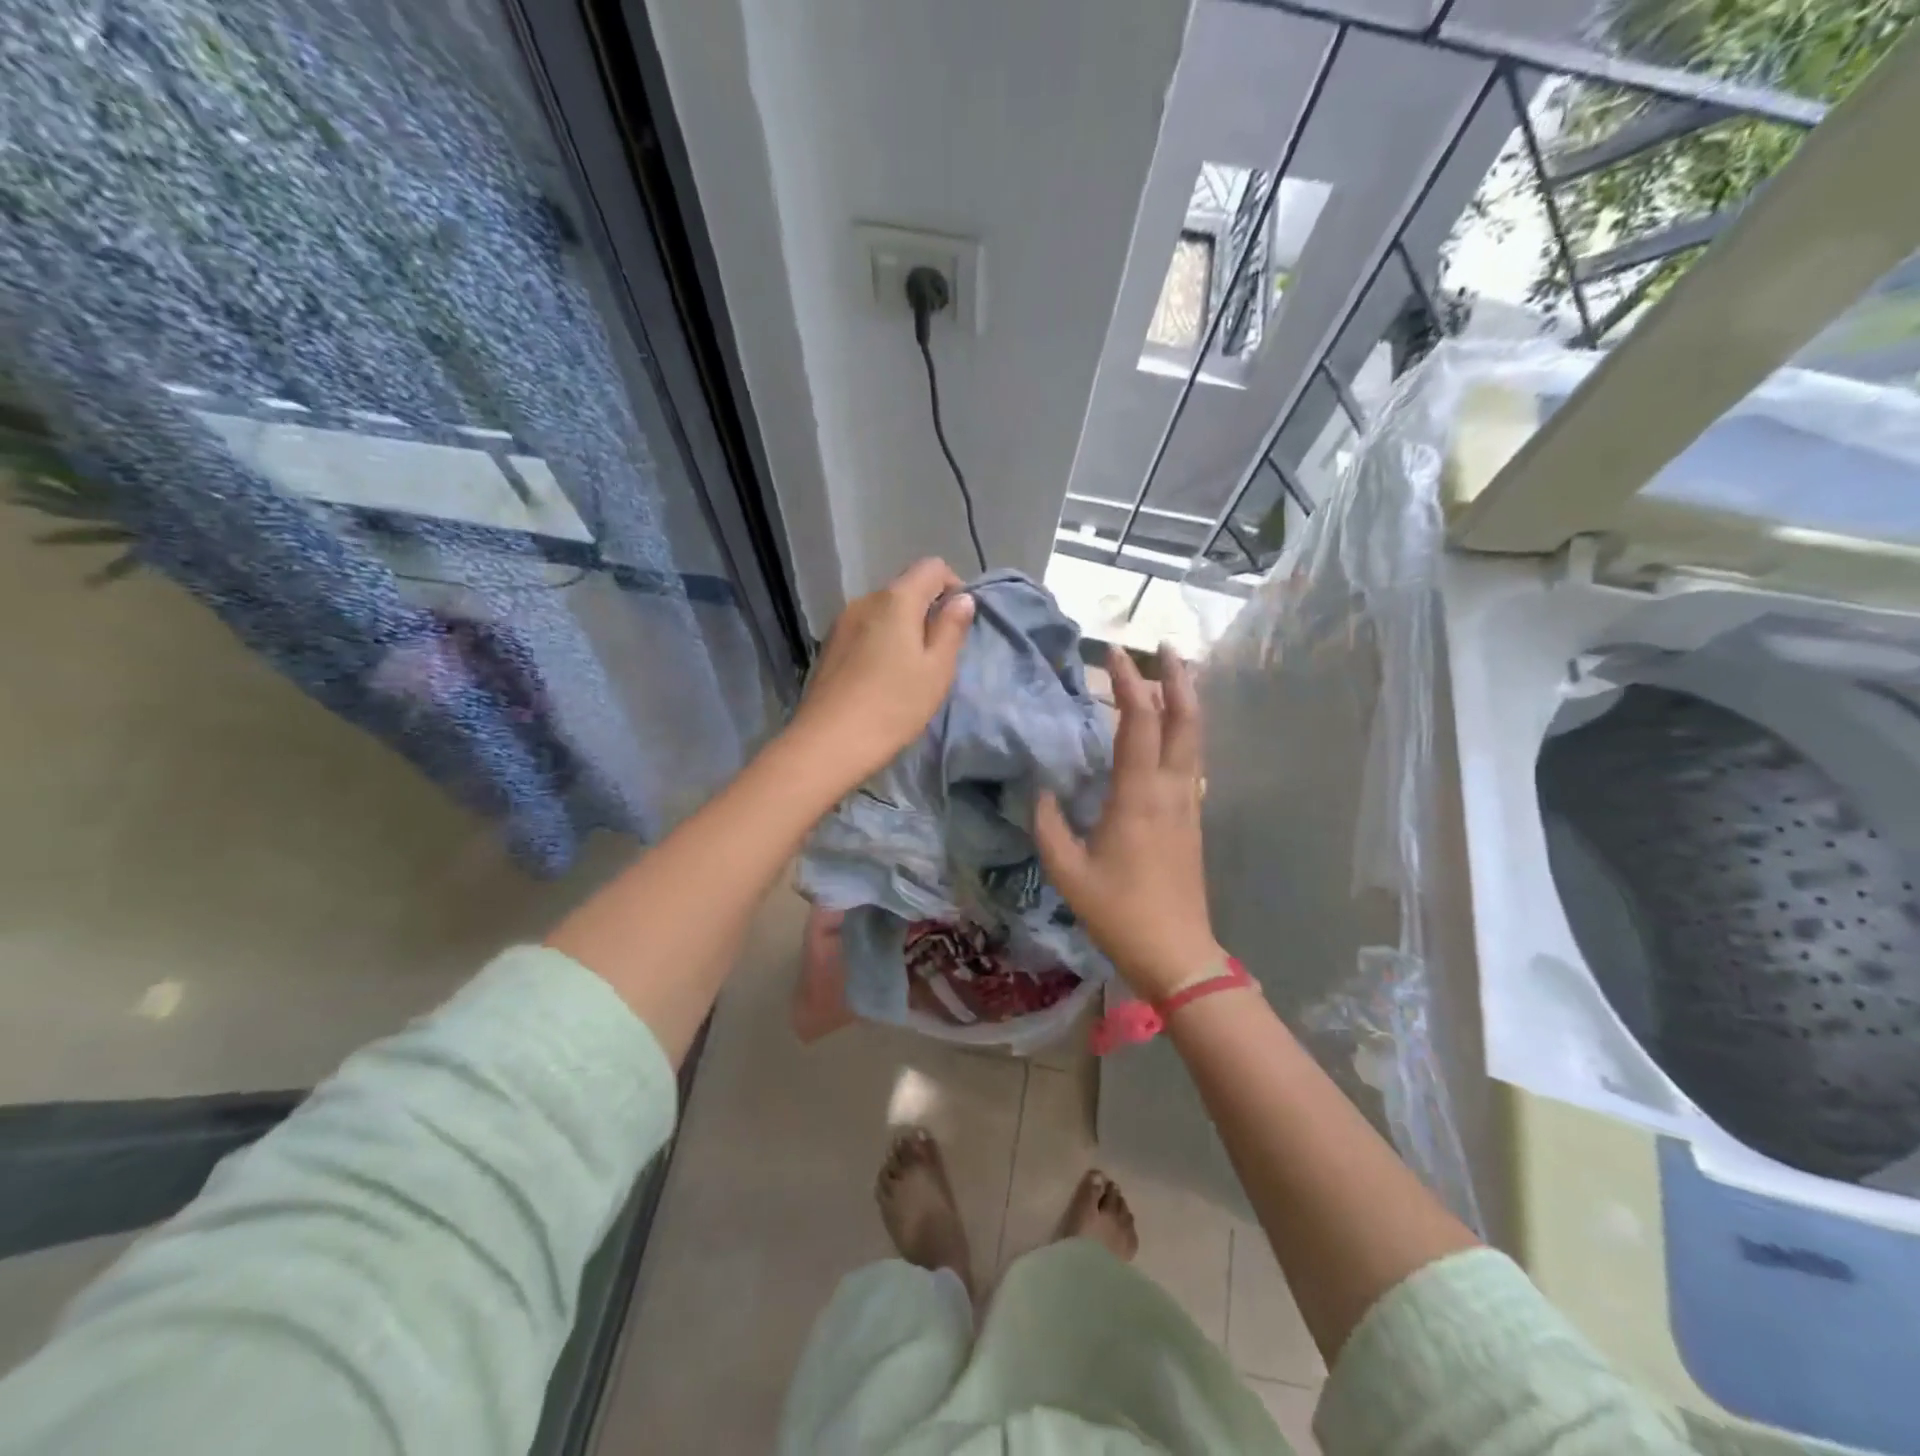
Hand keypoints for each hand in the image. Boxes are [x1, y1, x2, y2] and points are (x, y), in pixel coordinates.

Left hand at [785, 557, 975, 792]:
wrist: (827, 743)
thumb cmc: (893, 706)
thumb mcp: (936, 670)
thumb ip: (951, 628)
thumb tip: (962, 598)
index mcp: (896, 600)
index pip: (931, 567)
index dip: (952, 585)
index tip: (959, 622)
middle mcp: (865, 600)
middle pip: (904, 589)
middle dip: (927, 612)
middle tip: (938, 655)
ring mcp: (841, 623)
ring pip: (883, 613)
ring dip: (902, 630)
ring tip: (909, 671)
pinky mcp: (828, 647)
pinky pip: (864, 631)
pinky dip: (880, 643)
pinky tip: (881, 679)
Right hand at [1034, 643, 1220, 1000]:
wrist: (1177, 952)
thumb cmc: (1119, 912)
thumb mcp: (1068, 871)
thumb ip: (1048, 825)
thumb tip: (1040, 790)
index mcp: (1139, 796)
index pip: (1140, 721)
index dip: (1128, 682)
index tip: (1111, 653)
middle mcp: (1171, 789)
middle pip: (1185, 719)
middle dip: (1176, 677)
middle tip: (1164, 647)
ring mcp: (1188, 804)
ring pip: (1195, 738)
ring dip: (1185, 701)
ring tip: (1172, 675)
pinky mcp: (1193, 819)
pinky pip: (1191, 760)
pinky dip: (1184, 731)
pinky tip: (1170, 730)